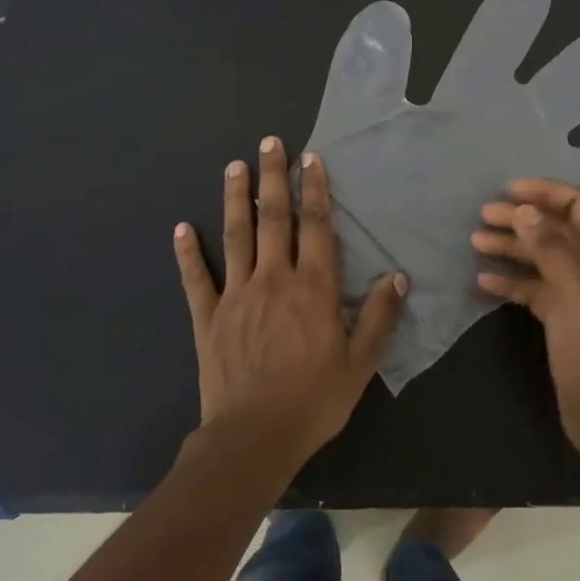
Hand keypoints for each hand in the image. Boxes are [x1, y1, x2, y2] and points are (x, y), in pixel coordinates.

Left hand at [174, 137, 406, 469]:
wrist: (253, 437)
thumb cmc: (314, 400)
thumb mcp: (360, 363)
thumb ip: (380, 317)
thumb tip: (398, 277)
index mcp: (313, 288)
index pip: (316, 227)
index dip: (315, 190)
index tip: (310, 159)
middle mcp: (273, 279)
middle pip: (274, 218)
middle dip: (273, 177)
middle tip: (270, 143)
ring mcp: (236, 295)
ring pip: (236, 235)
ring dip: (234, 198)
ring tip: (233, 166)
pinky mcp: (208, 317)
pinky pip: (197, 278)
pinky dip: (188, 252)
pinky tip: (181, 228)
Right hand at [473, 179, 579, 470]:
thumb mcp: (575, 296)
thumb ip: (552, 249)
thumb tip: (524, 210)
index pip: (578, 204)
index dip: (544, 192)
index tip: (507, 190)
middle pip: (556, 228)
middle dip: (520, 218)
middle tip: (482, 216)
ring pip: (542, 256)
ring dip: (511, 247)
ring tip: (475, 243)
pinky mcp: (564, 316)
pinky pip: (535, 288)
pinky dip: (512, 281)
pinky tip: (483, 283)